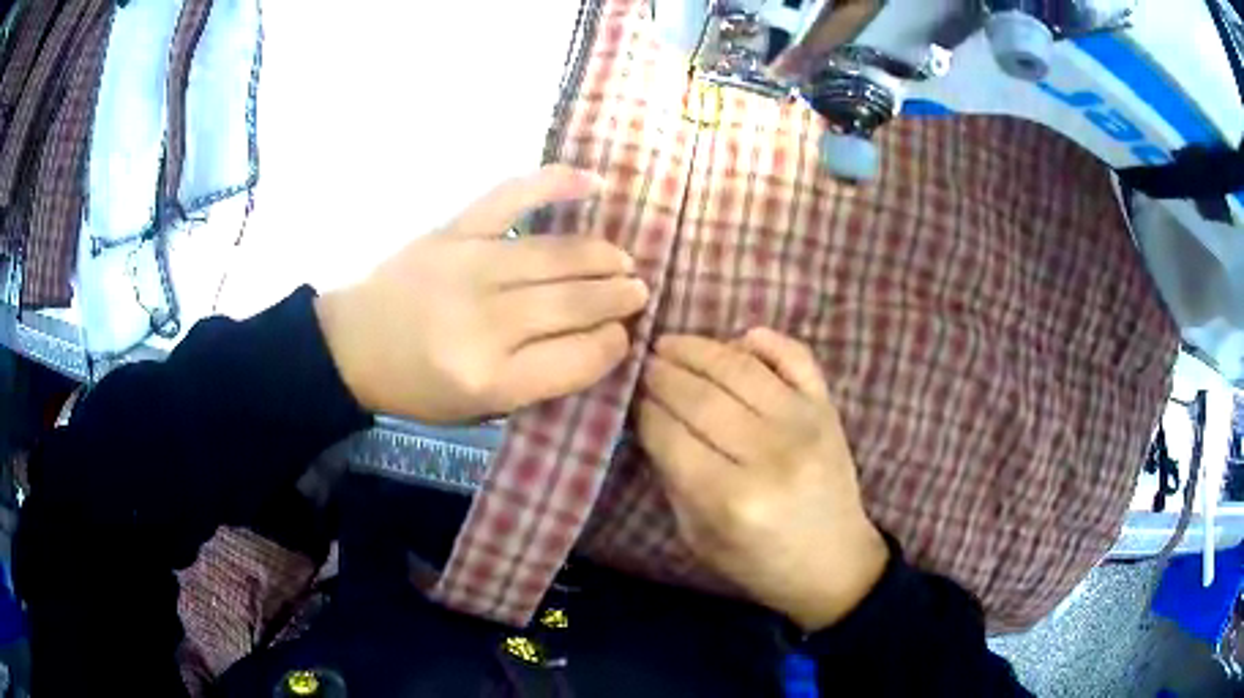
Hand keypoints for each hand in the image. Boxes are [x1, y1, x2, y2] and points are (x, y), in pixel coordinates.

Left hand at [315, 165, 648, 422]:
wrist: (352, 345)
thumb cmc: (417, 386)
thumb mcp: (479, 408)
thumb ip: (539, 379)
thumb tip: (600, 338)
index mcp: (491, 380)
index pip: (579, 357)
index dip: (613, 344)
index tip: (624, 336)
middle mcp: (484, 323)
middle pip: (574, 302)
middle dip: (618, 297)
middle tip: (638, 293)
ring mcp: (468, 266)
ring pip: (556, 254)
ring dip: (601, 256)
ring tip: (622, 261)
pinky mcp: (452, 230)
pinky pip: (512, 197)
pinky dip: (556, 183)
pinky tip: (595, 183)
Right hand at [637, 329, 887, 631]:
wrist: (834, 562)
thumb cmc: (760, 561)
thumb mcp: (698, 537)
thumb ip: (673, 480)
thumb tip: (652, 420)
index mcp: (731, 498)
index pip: (670, 434)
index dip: (643, 410)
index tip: (630, 398)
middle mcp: (769, 453)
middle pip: (700, 396)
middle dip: (661, 374)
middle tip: (643, 364)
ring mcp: (804, 423)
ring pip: (740, 368)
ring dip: (698, 349)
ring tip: (671, 344)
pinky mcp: (827, 408)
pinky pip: (797, 357)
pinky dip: (767, 341)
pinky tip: (740, 339)